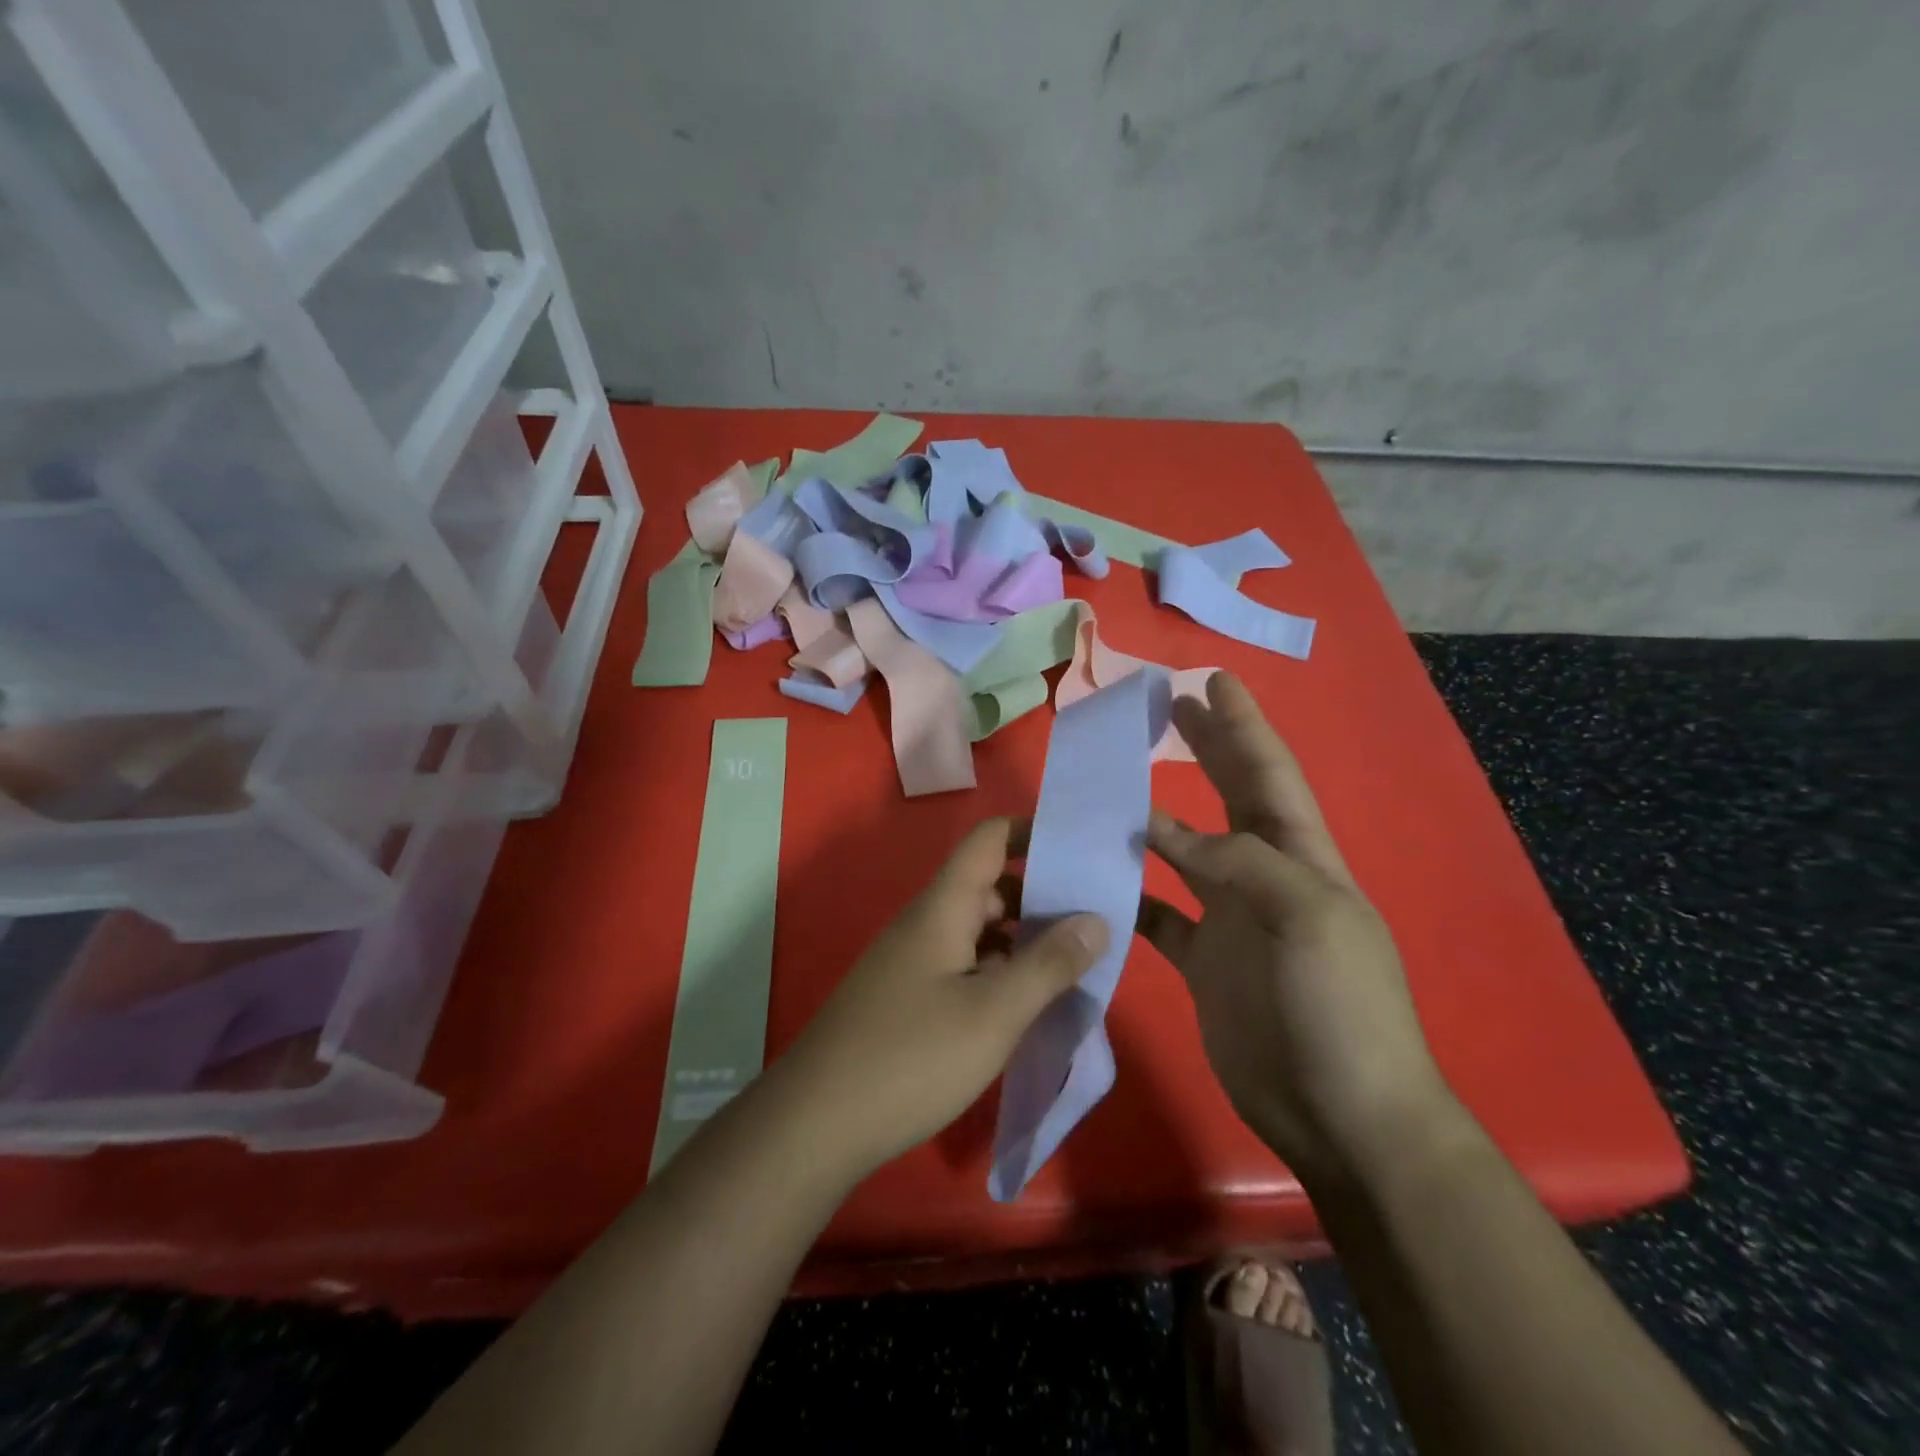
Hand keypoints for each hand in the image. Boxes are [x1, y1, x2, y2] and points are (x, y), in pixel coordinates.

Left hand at [773, 818, 1107, 1180]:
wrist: (816, 1123)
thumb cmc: (911, 1058)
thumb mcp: (993, 1013)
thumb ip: (1048, 964)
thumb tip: (1095, 919)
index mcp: (943, 908)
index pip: (989, 840)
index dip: (1032, 833)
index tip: (1081, 851)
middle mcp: (926, 923)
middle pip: (989, 887)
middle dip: (1041, 898)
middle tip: (1096, 924)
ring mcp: (913, 961)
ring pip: (978, 931)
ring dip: (1023, 941)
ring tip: (1074, 967)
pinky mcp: (907, 997)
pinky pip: (963, 965)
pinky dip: (998, 973)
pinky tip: (1025, 1006)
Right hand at [1137, 673, 1458, 1185]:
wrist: (1341, 1115)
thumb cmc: (1339, 1009)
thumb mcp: (1308, 919)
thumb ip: (1240, 863)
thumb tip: (1165, 829)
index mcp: (1302, 860)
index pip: (1270, 775)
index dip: (1244, 727)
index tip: (1214, 681)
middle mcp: (1266, 880)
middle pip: (1232, 799)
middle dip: (1208, 750)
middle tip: (1171, 706)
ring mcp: (1231, 922)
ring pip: (1187, 853)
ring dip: (1156, 818)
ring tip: (1118, 783)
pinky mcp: (1203, 962)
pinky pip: (1159, 914)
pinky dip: (1132, 892)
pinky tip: (1102, 875)